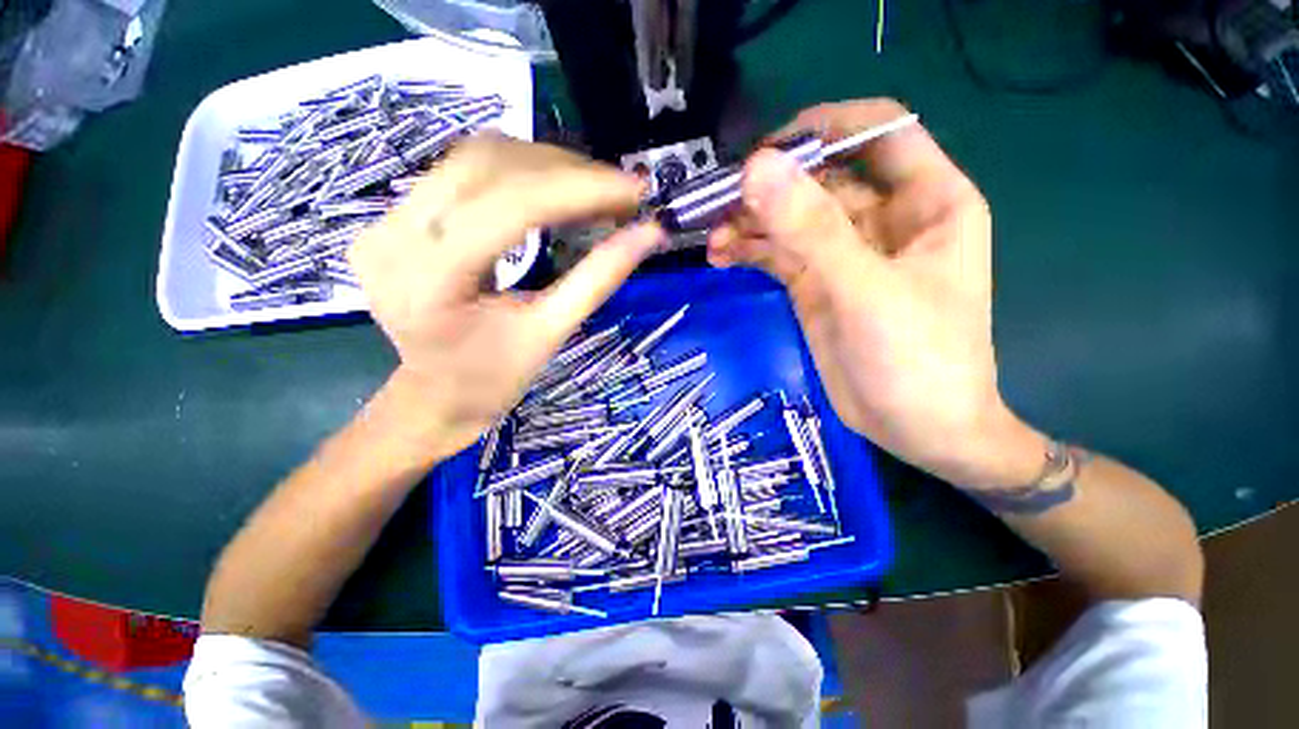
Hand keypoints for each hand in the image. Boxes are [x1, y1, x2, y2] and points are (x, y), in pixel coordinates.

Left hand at [349, 136, 661, 459]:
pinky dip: (519, 172)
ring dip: (544, 164)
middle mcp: (394, 235)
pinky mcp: (395, 217)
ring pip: (474, 157)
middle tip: (619, 190)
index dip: (581, 188)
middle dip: (567, 170)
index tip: (634, 190)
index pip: (512, 205)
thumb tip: (650, 234)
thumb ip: (599, 278)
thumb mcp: (550, 333)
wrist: (434, 397)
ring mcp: (385, 220)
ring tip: (593, 189)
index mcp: (430, 280)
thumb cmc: (492, 380)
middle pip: (489, 165)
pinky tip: (554, 190)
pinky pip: (463, 172)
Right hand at [709, 99, 1046, 489]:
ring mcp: (845, 254)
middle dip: (771, 186)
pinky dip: (750, 251)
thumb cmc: (918, 360)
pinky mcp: (816, 285)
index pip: (879, 131)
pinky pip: (779, 254)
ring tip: (713, 237)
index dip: (825, 127)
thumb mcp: (865, 290)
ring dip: (751, 222)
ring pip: (792, 218)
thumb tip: (756, 168)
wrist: (917, 429)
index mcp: (927, 200)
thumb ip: (812, 230)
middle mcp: (885, 219)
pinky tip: (721, 256)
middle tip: (720, 202)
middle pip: (821, 178)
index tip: (769, 148)